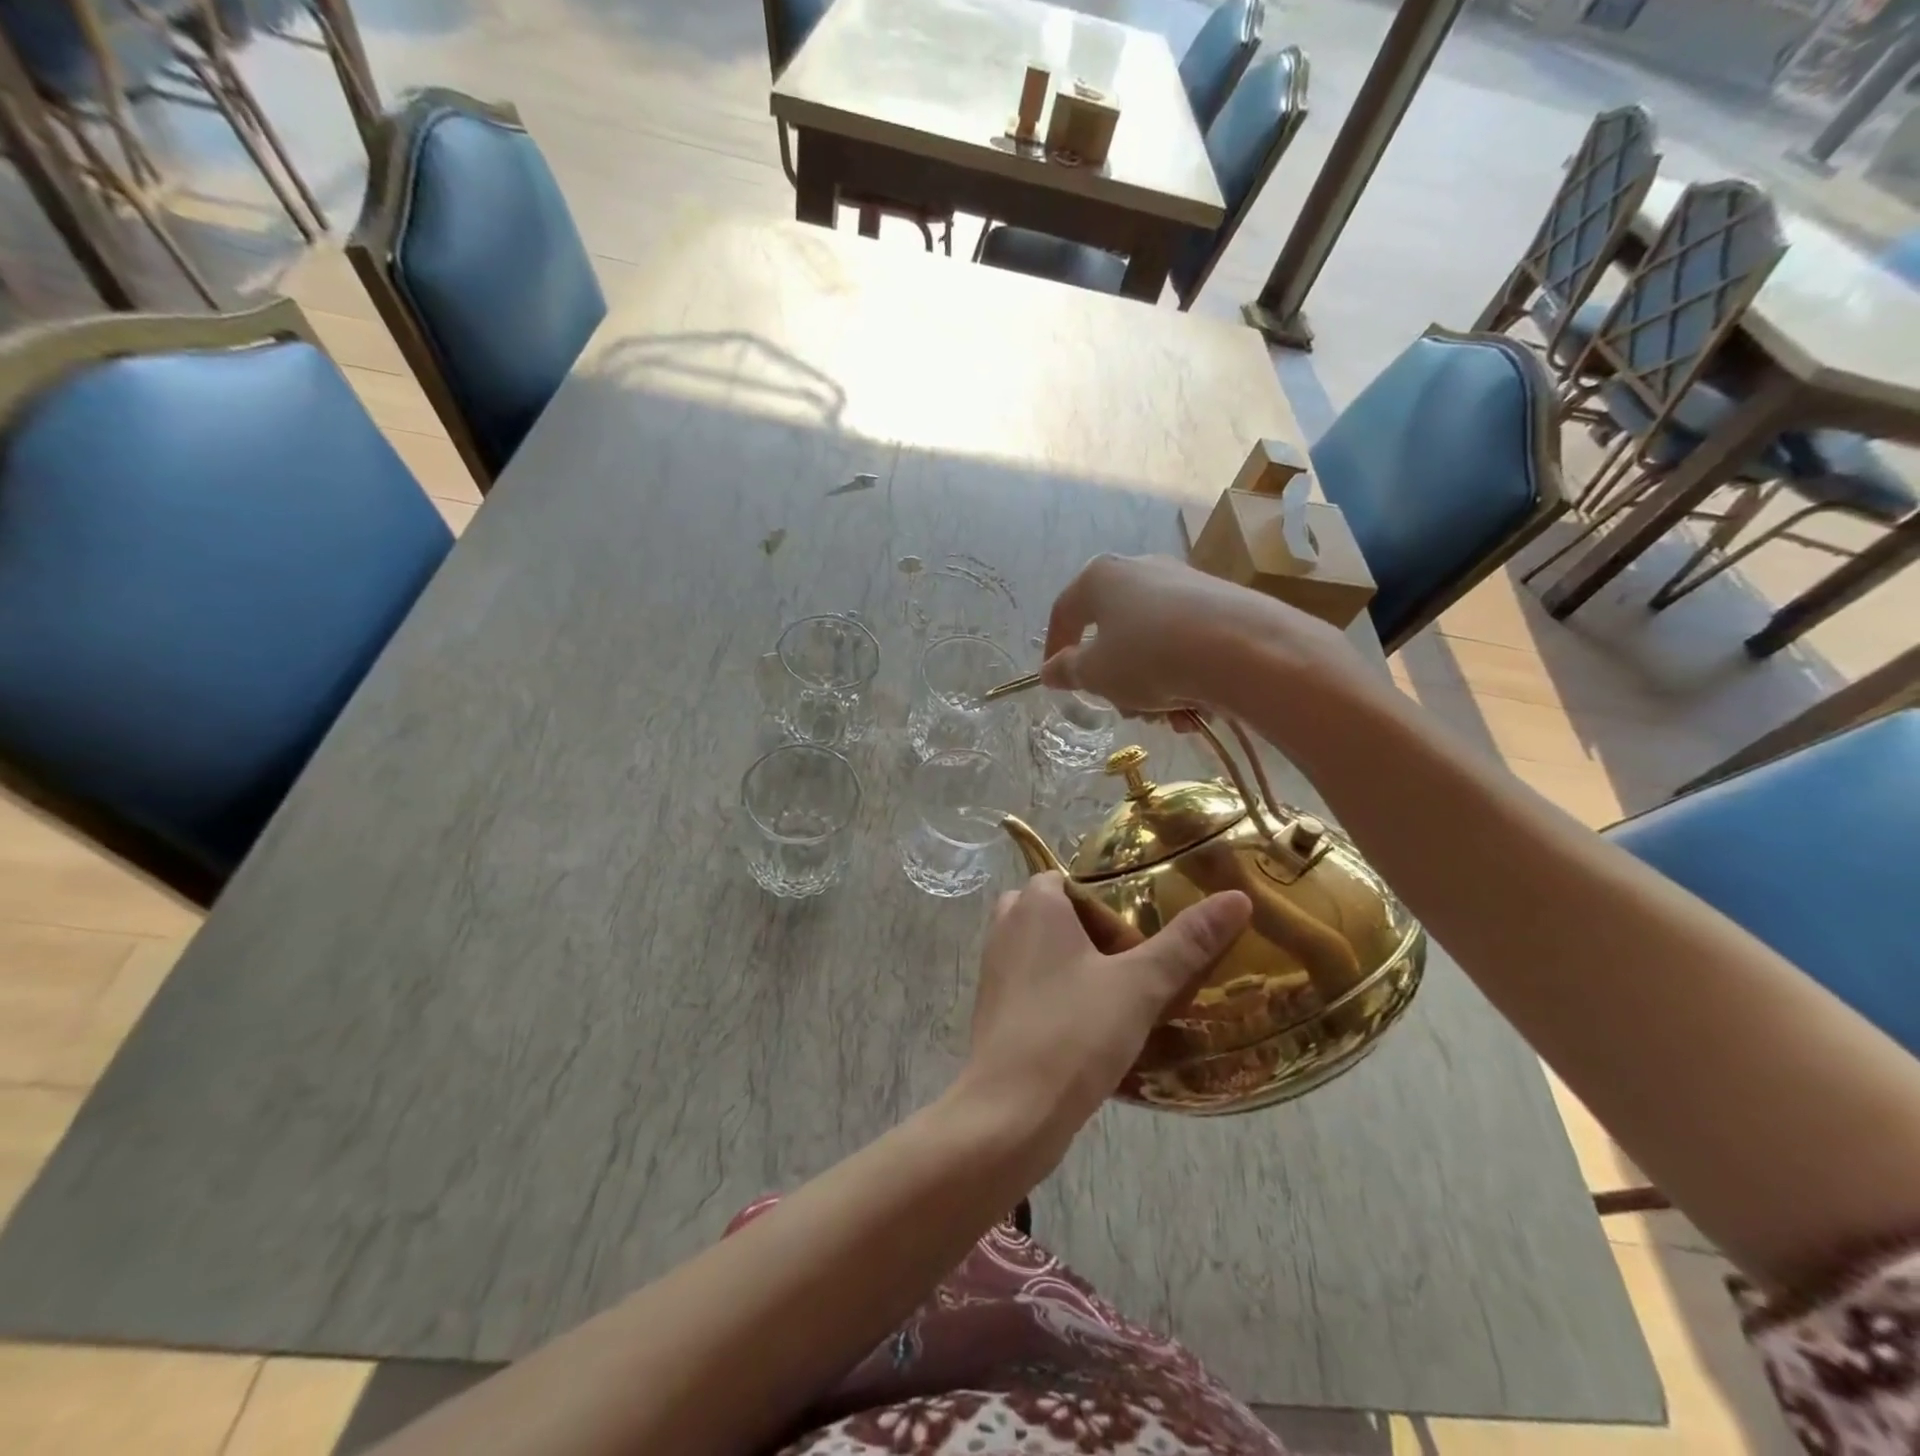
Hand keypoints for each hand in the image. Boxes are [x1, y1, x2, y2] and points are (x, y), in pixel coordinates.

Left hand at [960, 873, 1250, 1149]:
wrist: (1009, 1113)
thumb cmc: (1072, 1032)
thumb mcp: (1140, 985)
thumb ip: (1187, 942)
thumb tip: (1237, 898)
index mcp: (1034, 905)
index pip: (1070, 879)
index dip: (1107, 898)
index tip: (1145, 928)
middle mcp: (1006, 927)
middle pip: (1057, 913)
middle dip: (1095, 932)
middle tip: (1137, 958)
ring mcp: (995, 970)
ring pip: (1044, 950)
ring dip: (1080, 965)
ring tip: (1127, 992)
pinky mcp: (995, 1010)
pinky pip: (1033, 984)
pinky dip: (1061, 993)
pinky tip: (1097, 1026)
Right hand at [1041, 554, 1354, 715]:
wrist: (1240, 648)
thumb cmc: (1148, 656)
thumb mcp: (1096, 673)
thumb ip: (1067, 671)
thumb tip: (1050, 670)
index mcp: (1100, 577)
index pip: (1064, 612)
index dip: (1054, 650)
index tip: (1056, 682)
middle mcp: (1139, 569)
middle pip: (1112, 632)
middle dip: (1115, 680)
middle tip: (1125, 710)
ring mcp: (1183, 582)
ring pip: (1150, 642)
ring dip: (1151, 685)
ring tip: (1167, 716)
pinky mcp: (1220, 601)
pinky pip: (1186, 642)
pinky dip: (1183, 675)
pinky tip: (1195, 707)